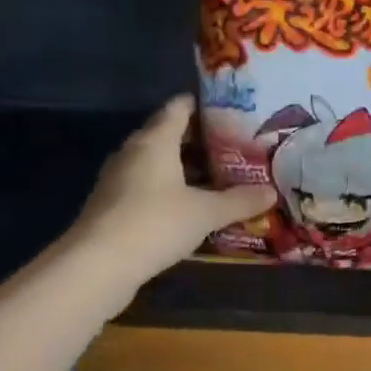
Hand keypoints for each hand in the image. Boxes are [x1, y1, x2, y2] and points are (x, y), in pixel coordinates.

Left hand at [69, 96, 276, 288]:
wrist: (98, 264)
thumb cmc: (155, 223)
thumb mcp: (205, 213)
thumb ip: (239, 201)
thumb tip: (271, 192)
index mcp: (155, 140)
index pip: (178, 108)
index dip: (203, 105)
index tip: (230, 111)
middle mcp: (133, 152)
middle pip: (167, 135)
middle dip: (199, 140)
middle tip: (234, 148)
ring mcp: (118, 179)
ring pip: (156, 164)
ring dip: (183, 169)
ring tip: (218, 178)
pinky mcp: (113, 205)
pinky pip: (147, 188)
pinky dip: (169, 191)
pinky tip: (190, 208)